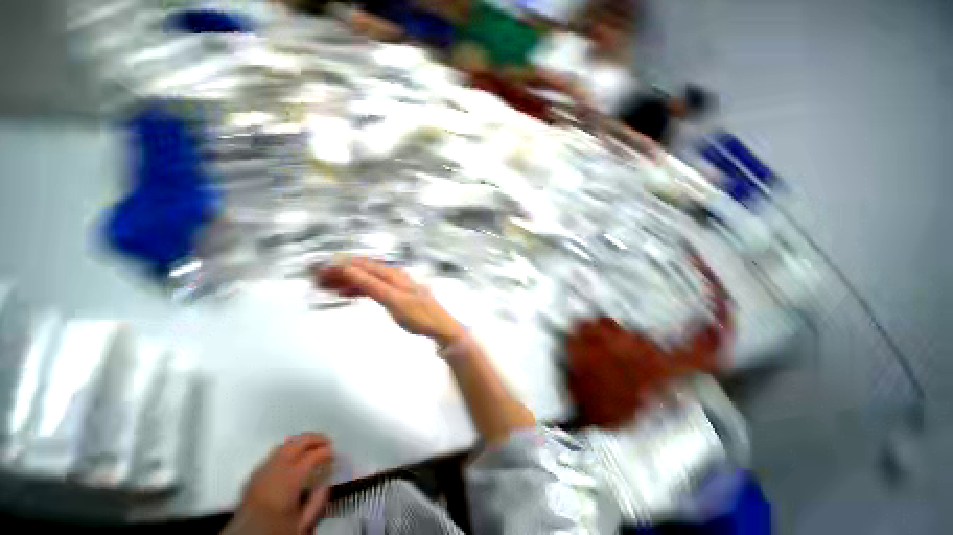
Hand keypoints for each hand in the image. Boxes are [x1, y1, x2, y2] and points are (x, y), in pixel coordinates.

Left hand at [224, 434, 333, 534]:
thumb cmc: (276, 531)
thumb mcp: (302, 522)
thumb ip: (317, 501)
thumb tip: (327, 482)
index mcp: (289, 480)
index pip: (312, 456)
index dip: (326, 452)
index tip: (334, 454)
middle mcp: (274, 470)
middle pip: (298, 442)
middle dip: (315, 439)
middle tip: (327, 442)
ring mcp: (261, 470)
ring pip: (284, 445)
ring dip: (301, 443)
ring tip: (312, 447)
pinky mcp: (253, 475)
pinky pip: (272, 455)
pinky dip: (286, 451)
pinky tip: (292, 459)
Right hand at [314, 257, 465, 346]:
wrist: (439, 327)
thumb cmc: (419, 315)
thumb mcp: (394, 300)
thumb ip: (372, 285)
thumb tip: (348, 268)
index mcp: (392, 274)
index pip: (361, 265)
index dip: (339, 266)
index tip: (318, 270)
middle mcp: (392, 275)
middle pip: (362, 269)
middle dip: (339, 272)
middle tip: (316, 279)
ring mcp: (394, 284)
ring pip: (366, 278)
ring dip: (346, 281)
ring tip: (325, 286)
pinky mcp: (395, 294)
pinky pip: (372, 287)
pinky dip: (358, 289)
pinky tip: (347, 293)